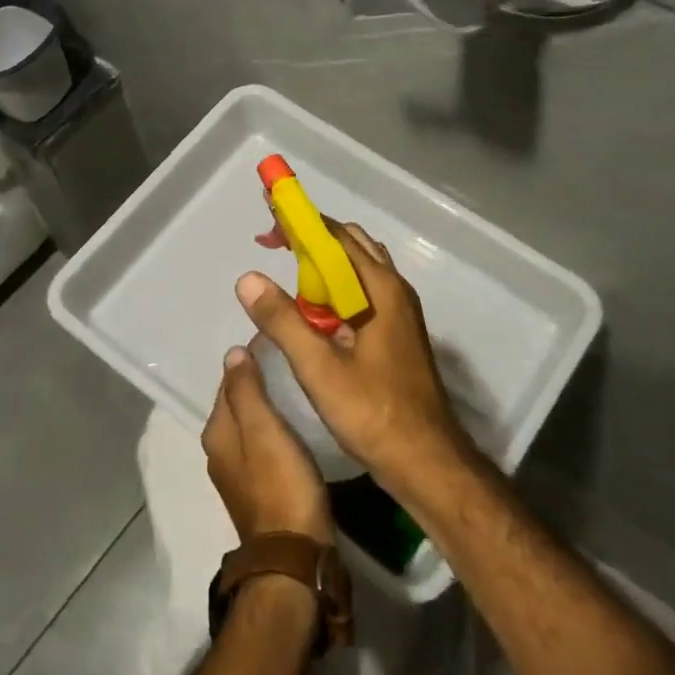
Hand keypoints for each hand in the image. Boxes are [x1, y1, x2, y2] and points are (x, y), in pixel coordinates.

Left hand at [201, 346, 332, 542]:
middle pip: (239, 404)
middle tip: (291, 360)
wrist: (295, 554)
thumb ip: (247, 390)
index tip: (278, 343)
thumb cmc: (281, 484)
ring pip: (252, 424)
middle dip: (259, 382)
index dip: (250, 361)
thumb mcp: (264, 429)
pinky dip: (277, 429)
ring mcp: (239, 473)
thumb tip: (232, 352)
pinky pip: (264, 444)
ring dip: (269, 406)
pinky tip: (298, 423)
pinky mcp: (261, 488)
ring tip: (298, 386)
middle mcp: (220, 451)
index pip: (228, 383)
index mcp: (217, 433)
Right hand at [234, 222, 470, 500]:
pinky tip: (312, 311)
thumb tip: (248, 278)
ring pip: (357, 272)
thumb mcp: (320, 368)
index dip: (302, 221)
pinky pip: (362, 296)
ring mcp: (399, 314)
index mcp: (381, 289)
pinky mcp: (396, 335)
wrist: (426, 460)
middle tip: (273, 242)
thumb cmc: (373, 412)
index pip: (337, 236)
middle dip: (311, 238)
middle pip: (351, 247)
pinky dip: (334, 290)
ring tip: (287, 269)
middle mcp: (394, 291)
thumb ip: (283, 321)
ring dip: (323, 265)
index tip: (269, 214)